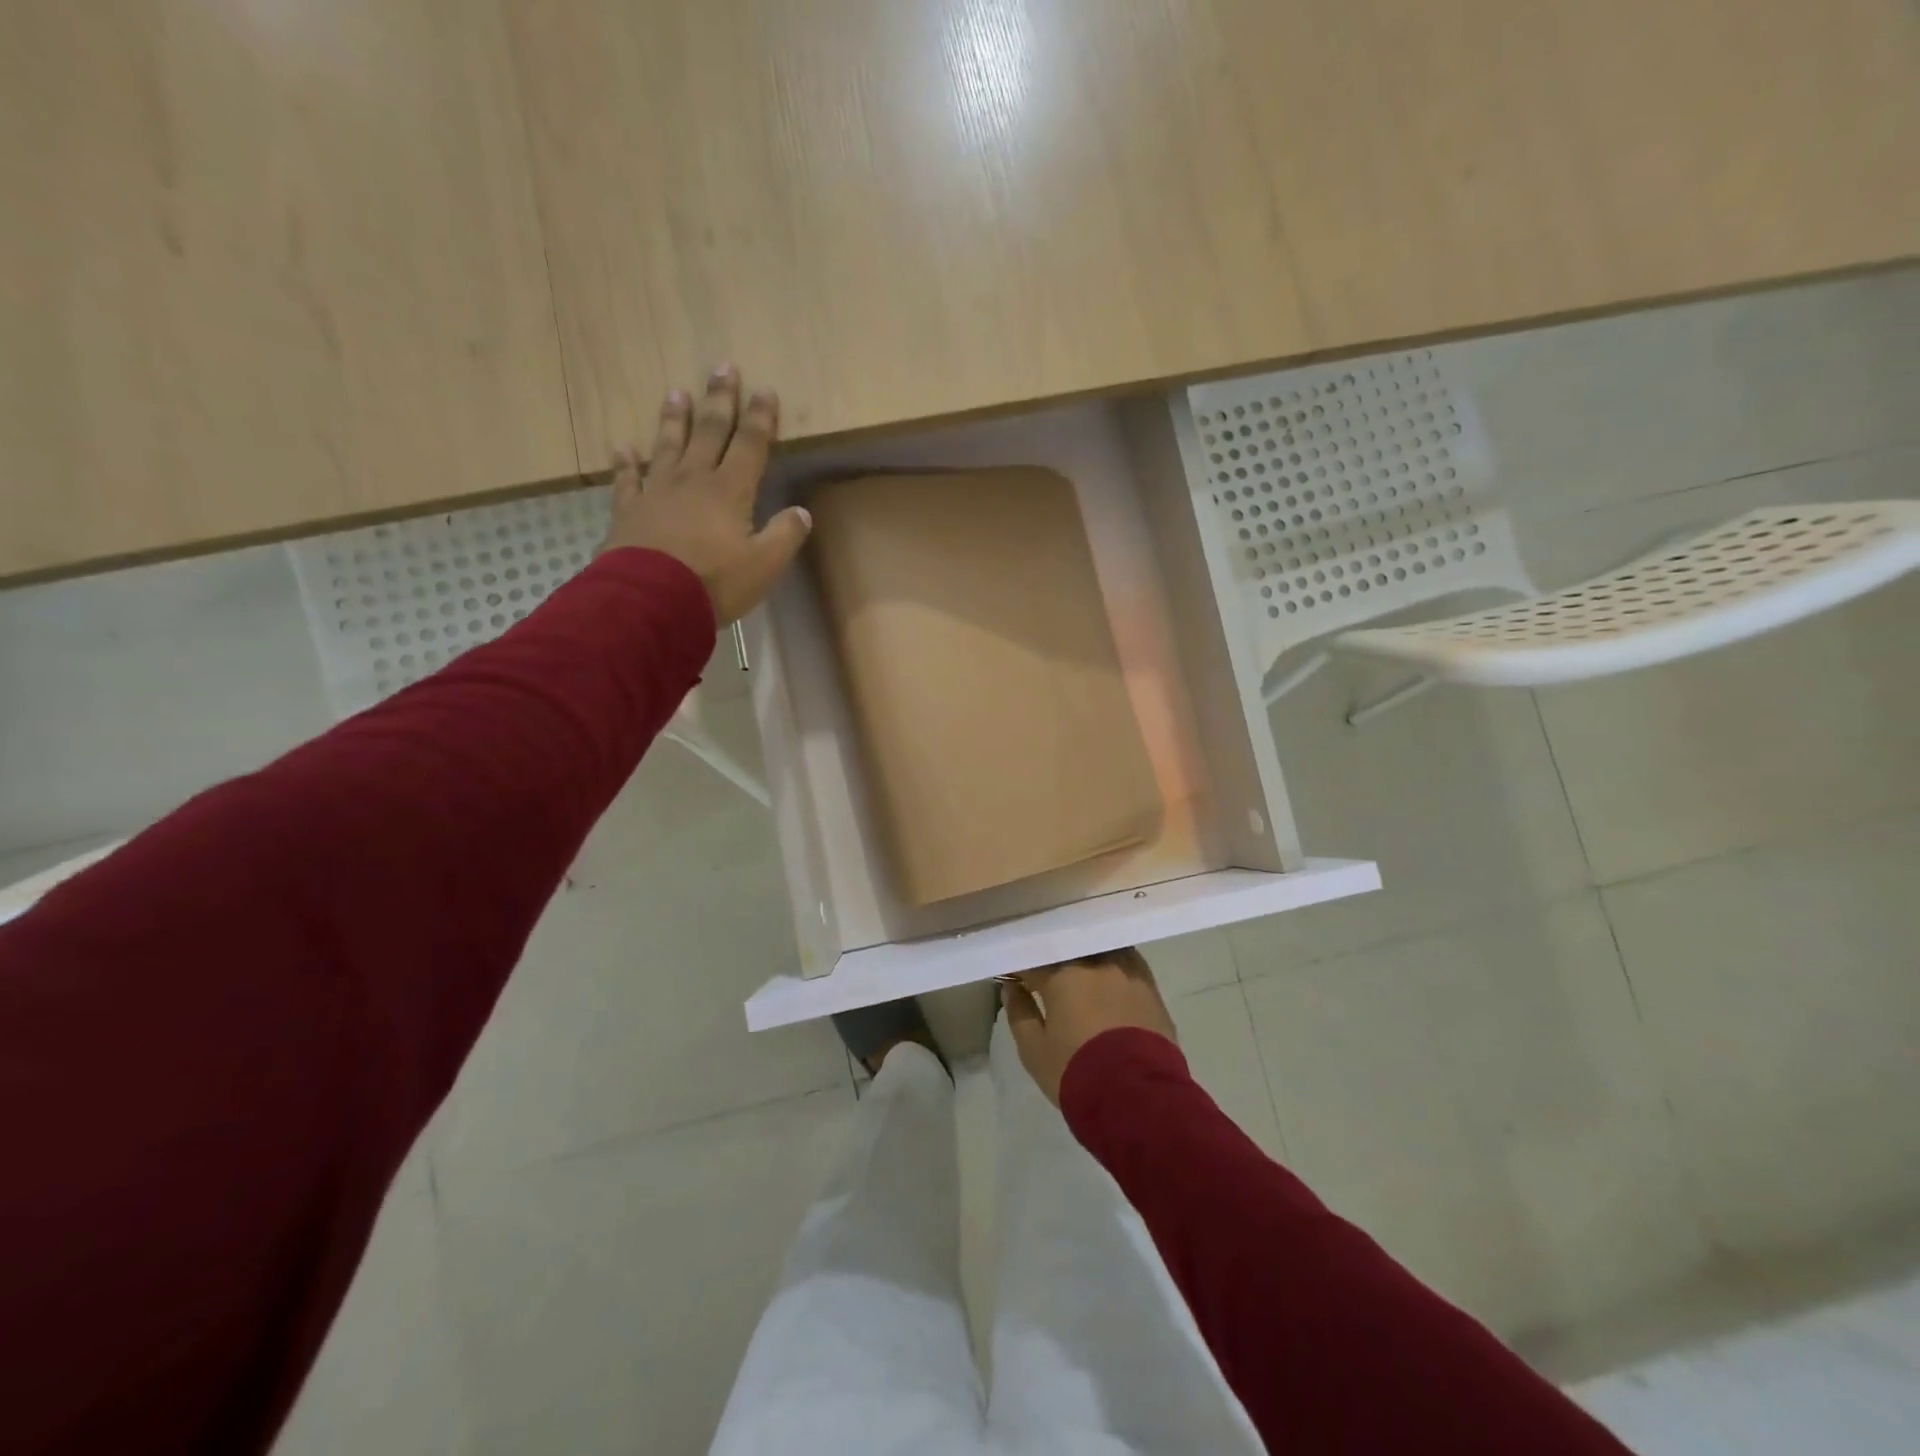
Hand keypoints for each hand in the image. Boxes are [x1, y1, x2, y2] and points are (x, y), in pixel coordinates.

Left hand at [599, 366, 811, 624]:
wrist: (651, 600)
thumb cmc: (714, 583)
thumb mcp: (764, 566)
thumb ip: (785, 536)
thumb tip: (802, 513)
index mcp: (730, 492)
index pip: (750, 446)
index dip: (760, 418)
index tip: (765, 390)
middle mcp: (693, 481)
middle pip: (709, 433)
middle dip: (719, 401)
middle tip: (722, 367)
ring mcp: (657, 492)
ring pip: (667, 446)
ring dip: (674, 419)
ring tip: (676, 392)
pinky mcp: (629, 511)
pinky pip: (627, 480)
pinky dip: (625, 462)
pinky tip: (622, 446)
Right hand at [1002, 947, 1176, 1105]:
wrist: (1139, 1099)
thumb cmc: (1077, 1073)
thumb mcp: (1034, 1050)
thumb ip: (1020, 1013)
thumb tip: (1011, 988)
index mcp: (1061, 975)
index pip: (1033, 959)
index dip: (1021, 967)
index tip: (1014, 977)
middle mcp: (1094, 962)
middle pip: (1068, 949)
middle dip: (1054, 959)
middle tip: (1046, 977)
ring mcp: (1126, 970)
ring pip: (1099, 950)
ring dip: (1086, 958)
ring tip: (1080, 975)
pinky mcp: (1150, 986)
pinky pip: (1126, 962)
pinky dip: (1112, 966)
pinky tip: (1108, 978)